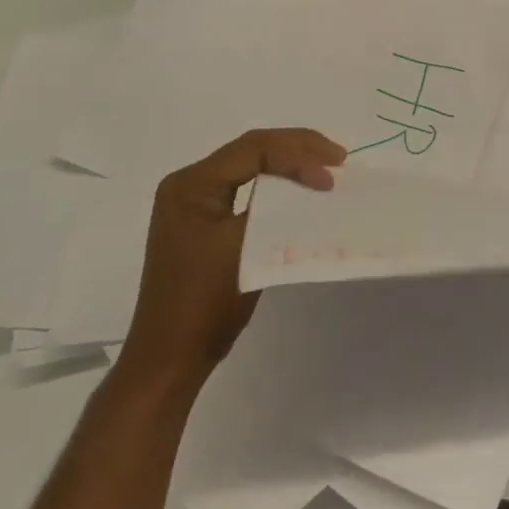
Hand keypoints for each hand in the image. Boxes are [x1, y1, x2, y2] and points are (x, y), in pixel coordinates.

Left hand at [118, 129, 345, 389]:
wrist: (170, 359)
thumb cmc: (204, 304)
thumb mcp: (245, 248)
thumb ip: (276, 207)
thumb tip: (313, 183)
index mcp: (191, 184)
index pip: (253, 149)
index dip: (297, 155)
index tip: (331, 177)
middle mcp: (189, 184)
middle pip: (251, 150)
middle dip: (297, 149)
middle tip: (338, 158)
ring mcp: (195, 203)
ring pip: (250, 167)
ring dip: (289, 165)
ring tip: (326, 169)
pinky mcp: (205, 222)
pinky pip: (246, 190)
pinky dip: (277, 187)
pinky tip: (300, 191)